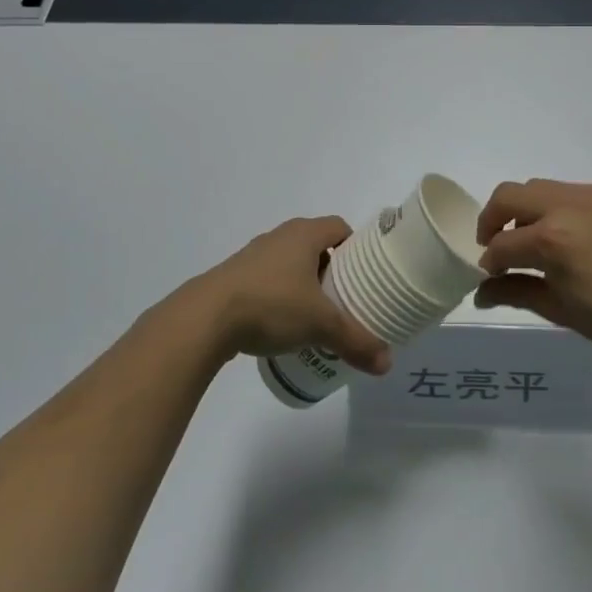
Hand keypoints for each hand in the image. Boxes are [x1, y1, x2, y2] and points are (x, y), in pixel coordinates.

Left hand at [191, 217, 390, 375]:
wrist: (205, 319)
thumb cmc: (271, 305)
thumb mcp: (321, 325)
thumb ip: (355, 341)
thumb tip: (387, 364)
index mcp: (304, 234)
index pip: (339, 227)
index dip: (356, 247)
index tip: (366, 274)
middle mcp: (279, 237)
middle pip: (315, 246)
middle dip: (332, 270)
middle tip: (347, 298)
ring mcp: (253, 256)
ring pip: (290, 264)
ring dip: (304, 284)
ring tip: (316, 315)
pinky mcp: (233, 278)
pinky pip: (267, 280)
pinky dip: (280, 296)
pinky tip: (282, 325)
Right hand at [475, 180, 591, 362]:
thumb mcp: (563, 312)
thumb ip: (517, 293)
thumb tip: (482, 292)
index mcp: (554, 238)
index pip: (503, 244)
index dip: (490, 262)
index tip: (490, 275)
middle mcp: (570, 204)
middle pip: (510, 195)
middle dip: (493, 219)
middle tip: (497, 247)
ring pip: (542, 188)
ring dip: (528, 211)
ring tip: (537, 241)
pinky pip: (576, 192)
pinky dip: (562, 209)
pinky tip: (578, 237)